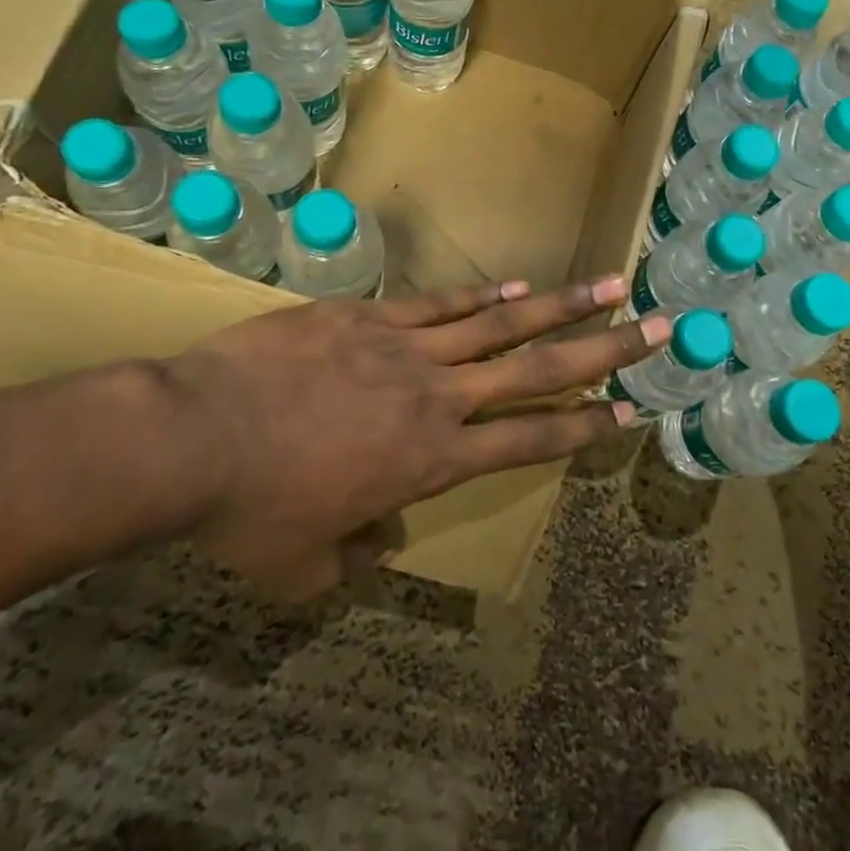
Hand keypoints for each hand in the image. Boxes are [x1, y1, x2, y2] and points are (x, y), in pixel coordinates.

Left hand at [160, 278, 668, 599]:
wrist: (193, 435)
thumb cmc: (251, 511)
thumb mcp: (304, 565)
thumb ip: (354, 558)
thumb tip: (380, 538)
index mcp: (433, 460)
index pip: (530, 441)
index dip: (584, 427)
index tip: (629, 410)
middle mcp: (438, 397)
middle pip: (538, 369)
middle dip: (604, 350)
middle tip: (656, 328)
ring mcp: (406, 347)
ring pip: (501, 323)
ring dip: (560, 305)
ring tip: (608, 285)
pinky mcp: (369, 315)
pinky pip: (440, 304)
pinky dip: (483, 296)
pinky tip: (515, 285)